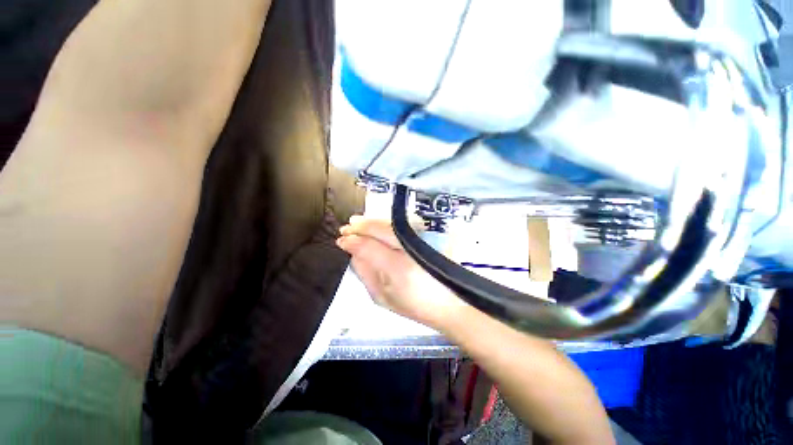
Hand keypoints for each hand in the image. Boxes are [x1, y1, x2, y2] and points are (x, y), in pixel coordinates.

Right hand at [336, 216, 467, 329]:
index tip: (341, 240)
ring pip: (391, 225)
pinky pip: (401, 227)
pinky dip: (386, 224)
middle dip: (361, 226)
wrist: (448, 302)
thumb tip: (353, 252)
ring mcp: (421, 241)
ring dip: (373, 222)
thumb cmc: (413, 305)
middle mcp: (410, 249)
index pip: (369, 246)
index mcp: (398, 268)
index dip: (353, 241)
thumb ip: (365, 273)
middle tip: (347, 226)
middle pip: (381, 230)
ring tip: (357, 222)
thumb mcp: (382, 296)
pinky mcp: (428, 238)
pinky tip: (377, 224)